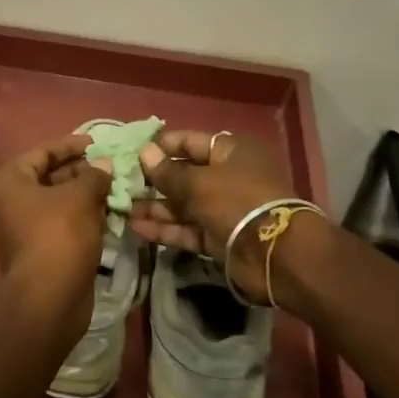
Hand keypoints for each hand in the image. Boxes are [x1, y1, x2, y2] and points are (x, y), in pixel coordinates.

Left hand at [0, 134, 112, 329]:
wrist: (49, 298)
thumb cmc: (59, 234)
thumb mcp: (80, 197)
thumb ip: (93, 175)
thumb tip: (103, 165)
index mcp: (8, 182)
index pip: (42, 153)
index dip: (71, 146)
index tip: (98, 145)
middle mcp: (7, 203)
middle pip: (48, 178)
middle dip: (80, 173)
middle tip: (110, 170)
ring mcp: (19, 230)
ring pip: (56, 204)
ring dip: (83, 196)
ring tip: (113, 190)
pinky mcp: (35, 252)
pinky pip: (58, 225)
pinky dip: (80, 218)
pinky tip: (106, 216)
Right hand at [128, 130, 294, 302]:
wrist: (277, 255)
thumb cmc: (237, 202)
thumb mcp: (198, 183)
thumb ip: (167, 172)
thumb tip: (144, 152)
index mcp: (229, 152)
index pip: (189, 142)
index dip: (161, 146)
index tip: (132, 153)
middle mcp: (227, 177)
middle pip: (184, 174)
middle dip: (153, 180)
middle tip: (121, 183)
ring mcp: (223, 209)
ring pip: (183, 204)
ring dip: (155, 207)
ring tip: (123, 209)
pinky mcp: (219, 237)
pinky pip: (188, 229)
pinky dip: (166, 229)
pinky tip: (138, 229)